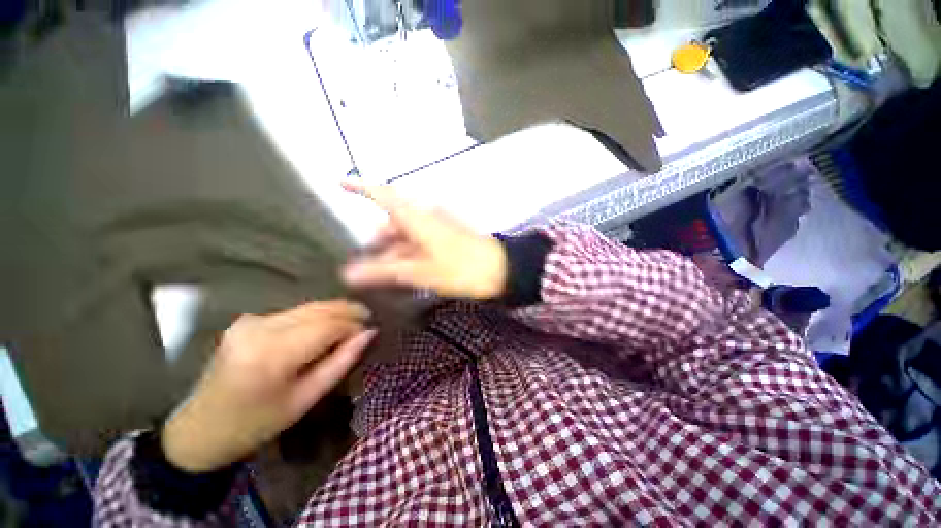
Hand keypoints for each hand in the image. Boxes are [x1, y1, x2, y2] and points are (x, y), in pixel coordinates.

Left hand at [161, 301, 374, 472]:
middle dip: (348, 312)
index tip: (370, 331)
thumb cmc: (256, 423)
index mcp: (272, 355)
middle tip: (366, 321)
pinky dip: (316, 316)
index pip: (328, 325)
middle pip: (319, 309)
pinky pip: (294, 312)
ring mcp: (251, 320)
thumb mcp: (306, 399)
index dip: (354, 324)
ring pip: (309, 306)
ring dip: (334, 312)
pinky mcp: (248, 319)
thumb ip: (341, 362)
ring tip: (351, 324)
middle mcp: (260, 328)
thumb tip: (369, 334)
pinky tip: (324, 327)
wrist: (201, 429)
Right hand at [341, 182, 507, 299]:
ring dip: (394, 251)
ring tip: (385, 274)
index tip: (339, 184)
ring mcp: (437, 225)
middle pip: (393, 221)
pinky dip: (409, 252)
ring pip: (407, 233)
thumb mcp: (420, 271)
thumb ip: (385, 271)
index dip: (360, 188)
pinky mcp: (447, 235)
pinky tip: (405, 271)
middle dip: (378, 241)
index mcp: (417, 216)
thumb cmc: (461, 268)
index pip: (383, 194)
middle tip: (366, 265)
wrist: (500, 269)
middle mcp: (425, 215)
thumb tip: (349, 273)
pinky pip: (420, 239)